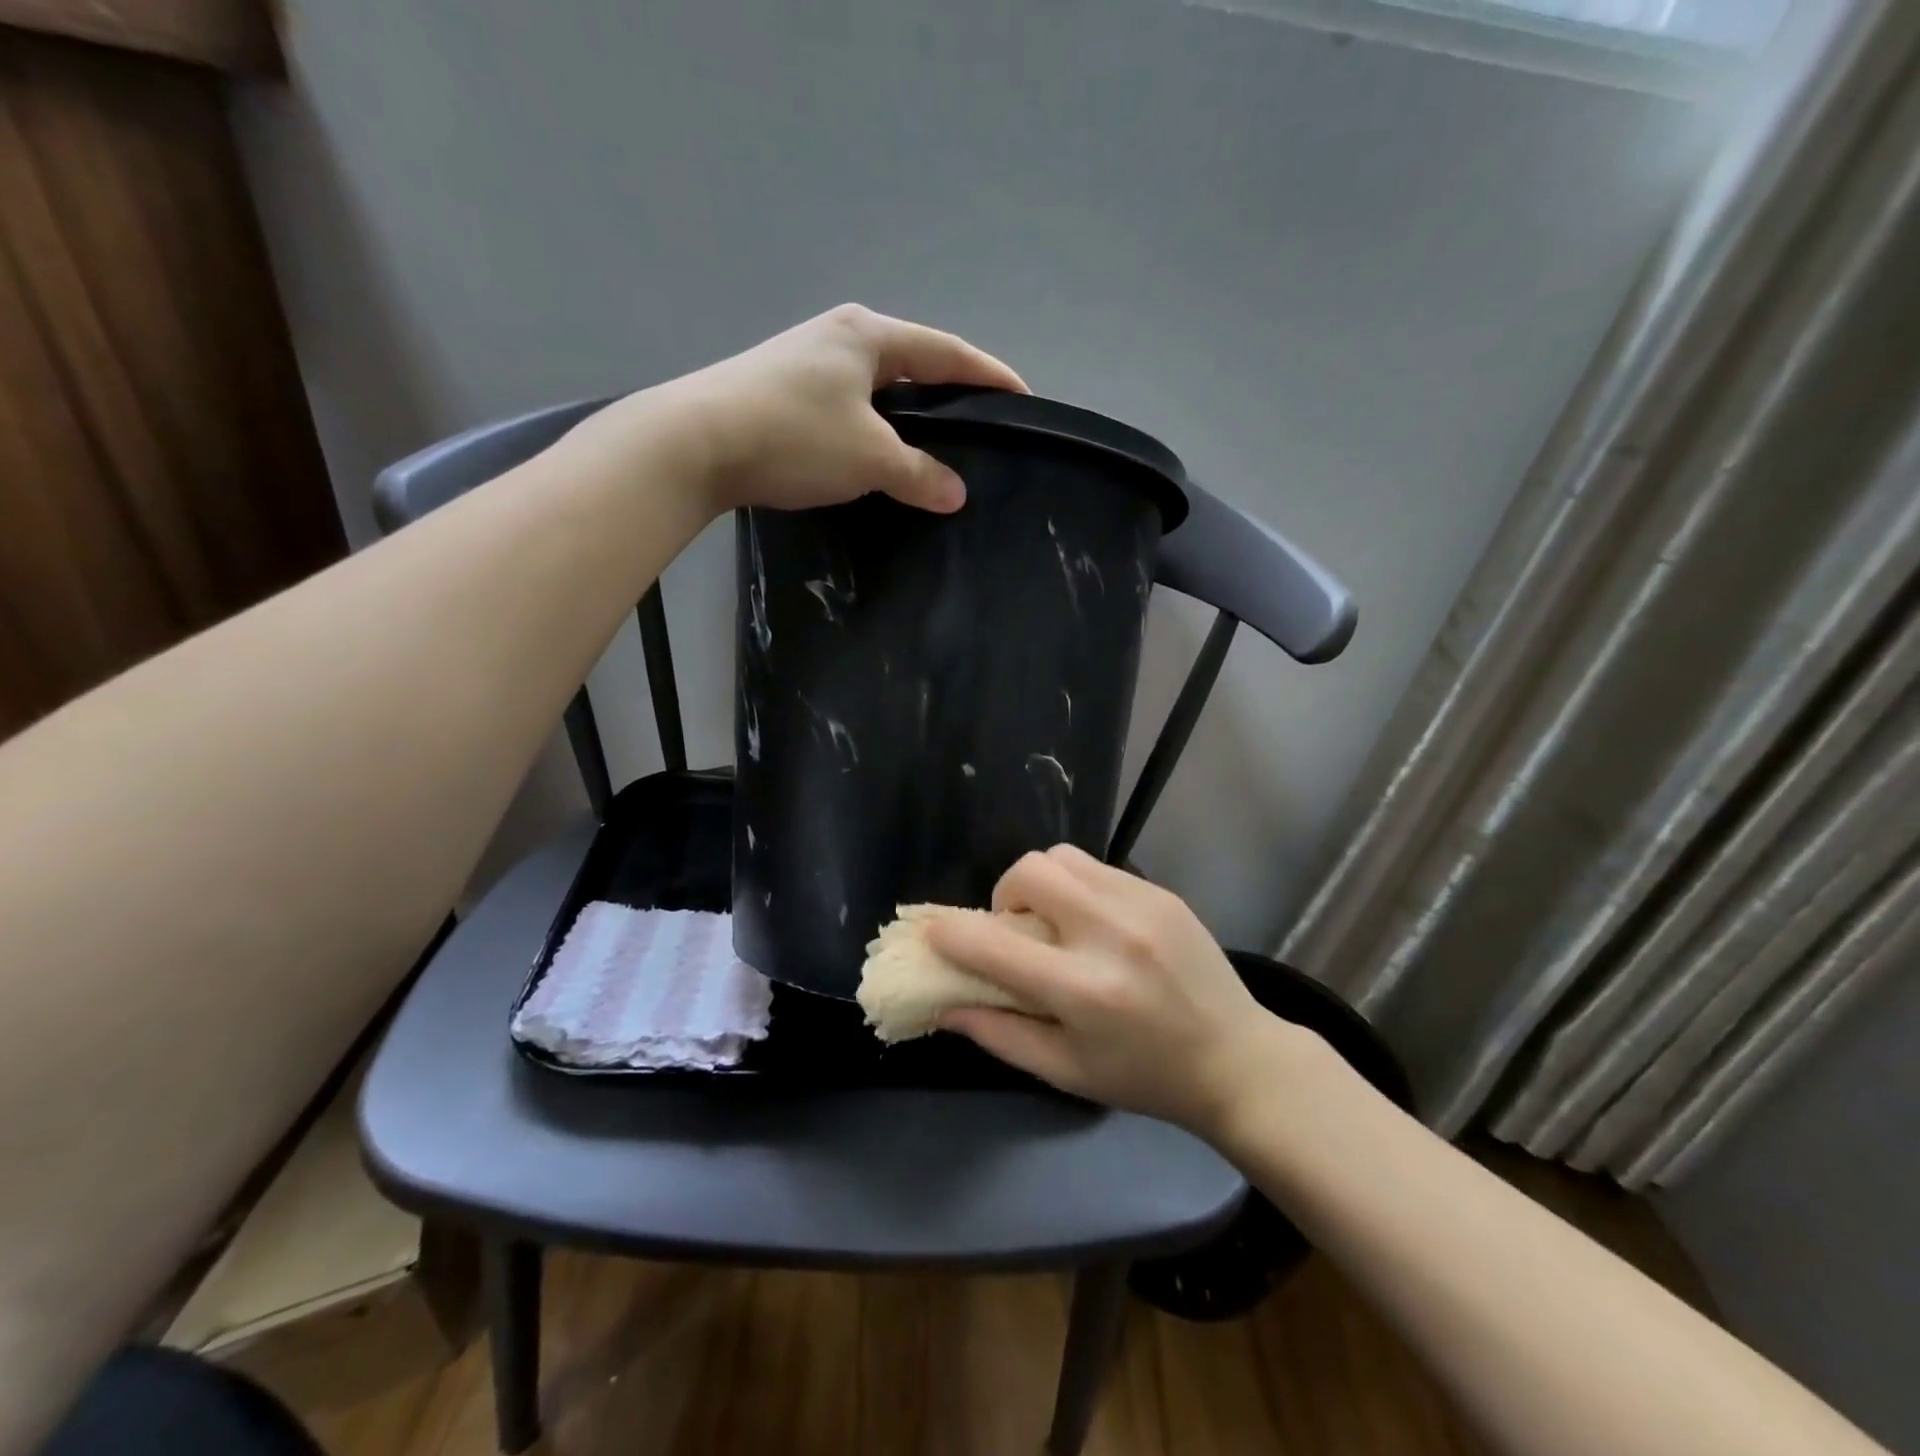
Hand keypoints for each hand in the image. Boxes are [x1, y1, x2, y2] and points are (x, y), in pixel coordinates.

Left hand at [585, 304, 1025, 517]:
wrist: (694, 442)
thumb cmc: (794, 435)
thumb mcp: (868, 457)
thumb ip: (918, 473)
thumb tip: (956, 494)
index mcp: (868, 335)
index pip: (946, 352)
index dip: (988, 375)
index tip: (1022, 397)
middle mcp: (838, 337)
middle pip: (911, 363)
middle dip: (947, 391)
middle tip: (978, 423)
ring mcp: (804, 362)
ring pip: (876, 388)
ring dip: (906, 414)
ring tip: (932, 445)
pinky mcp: (780, 391)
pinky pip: (848, 407)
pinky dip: (872, 429)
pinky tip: (876, 455)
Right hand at [926, 845, 1296, 1133]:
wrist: (1237, 1059)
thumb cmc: (1145, 1077)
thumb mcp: (1066, 1071)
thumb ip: (999, 1035)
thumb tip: (944, 1005)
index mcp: (1084, 990)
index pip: (995, 945)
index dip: (951, 935)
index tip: (935, 935)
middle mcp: (1111, 934)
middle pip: (1030, 871)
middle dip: (1005, 895)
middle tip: (1016, 930)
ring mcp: (1141, 904)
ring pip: (1062, 856)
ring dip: (1040, 883)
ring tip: (1054, 921)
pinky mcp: (1161, 892)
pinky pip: (1097, 867)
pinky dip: (1077, 887)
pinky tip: (1093, 923)